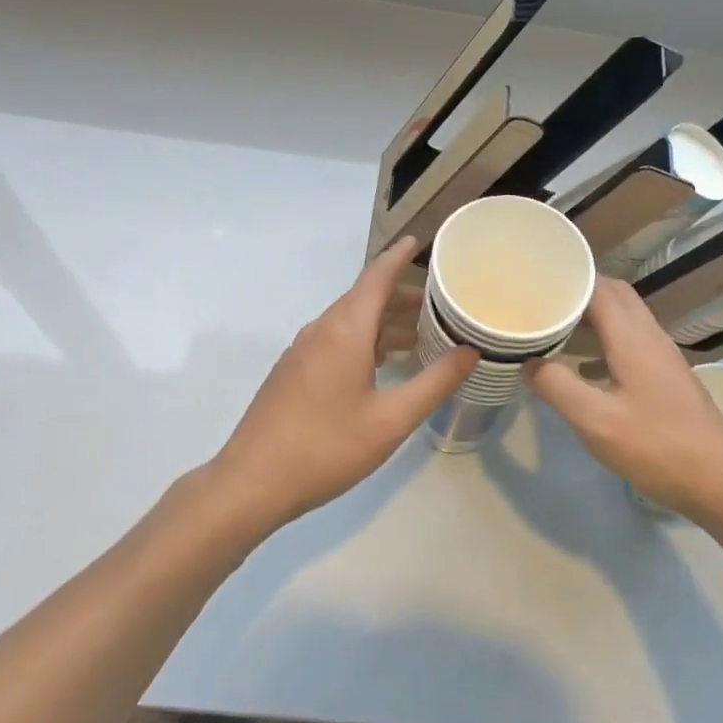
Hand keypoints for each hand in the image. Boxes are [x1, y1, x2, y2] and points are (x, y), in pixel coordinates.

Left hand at [211, 237, 476, 527]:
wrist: (251, 482)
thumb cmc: (327, 447)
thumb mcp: (392, 419)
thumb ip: (435, 382)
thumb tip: (470, 351)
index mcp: (345, 330)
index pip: (376, 276)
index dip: (400, 256)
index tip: (422, 240)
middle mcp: (321, 330)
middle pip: (365, 297)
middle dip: (402, 294)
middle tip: (440, 302)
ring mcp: (303, 351)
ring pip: (350, 321)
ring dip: (384, 321)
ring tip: (421, 336)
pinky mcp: (294, 372)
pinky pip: (336, 340)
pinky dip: (366, 340)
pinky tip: (383, 365)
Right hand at [528, 279, 722, 523]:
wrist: (722, 481)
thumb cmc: (657, 447)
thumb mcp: (596, 421)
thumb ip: (557, 386)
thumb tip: (526, 360)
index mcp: (632, 337)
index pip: (598, 287)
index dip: (566, 279)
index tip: (533, 284)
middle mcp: (650, 336)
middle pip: (614, 294)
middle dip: (578, 291)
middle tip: (542, 302)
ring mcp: (663, 355)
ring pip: (625, 316)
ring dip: (592, 314)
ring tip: (555, 327)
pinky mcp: (667, 375)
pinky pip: (631, 338)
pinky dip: (605, 337)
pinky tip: (584, 366)